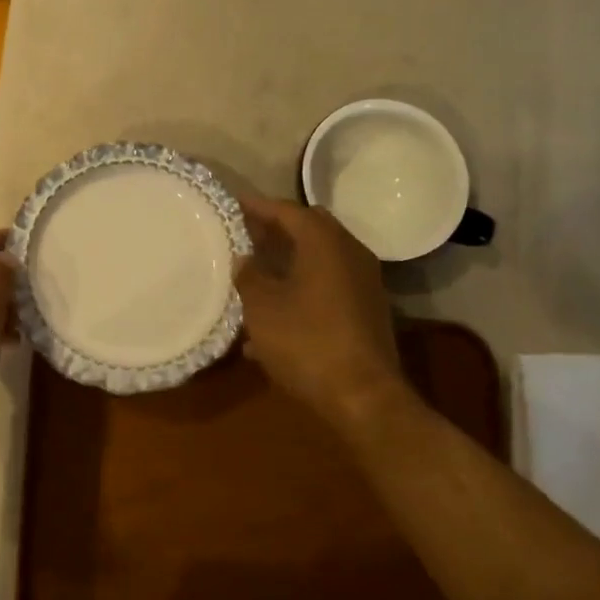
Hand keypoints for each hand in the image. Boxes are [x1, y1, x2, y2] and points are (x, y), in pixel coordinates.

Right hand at [233, 195, 420, 431]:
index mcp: (324, 243)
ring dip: (289, 260)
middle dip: (277, 229)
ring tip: (256, 271)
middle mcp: (349, 253)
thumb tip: (244, 258)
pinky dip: (303, 286)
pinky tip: (275, 314)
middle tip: (246, 234)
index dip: (258, 206)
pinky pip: (328, 285)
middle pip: (309, 229)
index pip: (287, 210)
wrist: (363, 397)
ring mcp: (363, 283)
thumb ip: (249, 275)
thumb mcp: (262, 308)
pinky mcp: (366, 310)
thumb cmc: (306, 342)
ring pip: (320, 258)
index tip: (234, 203)